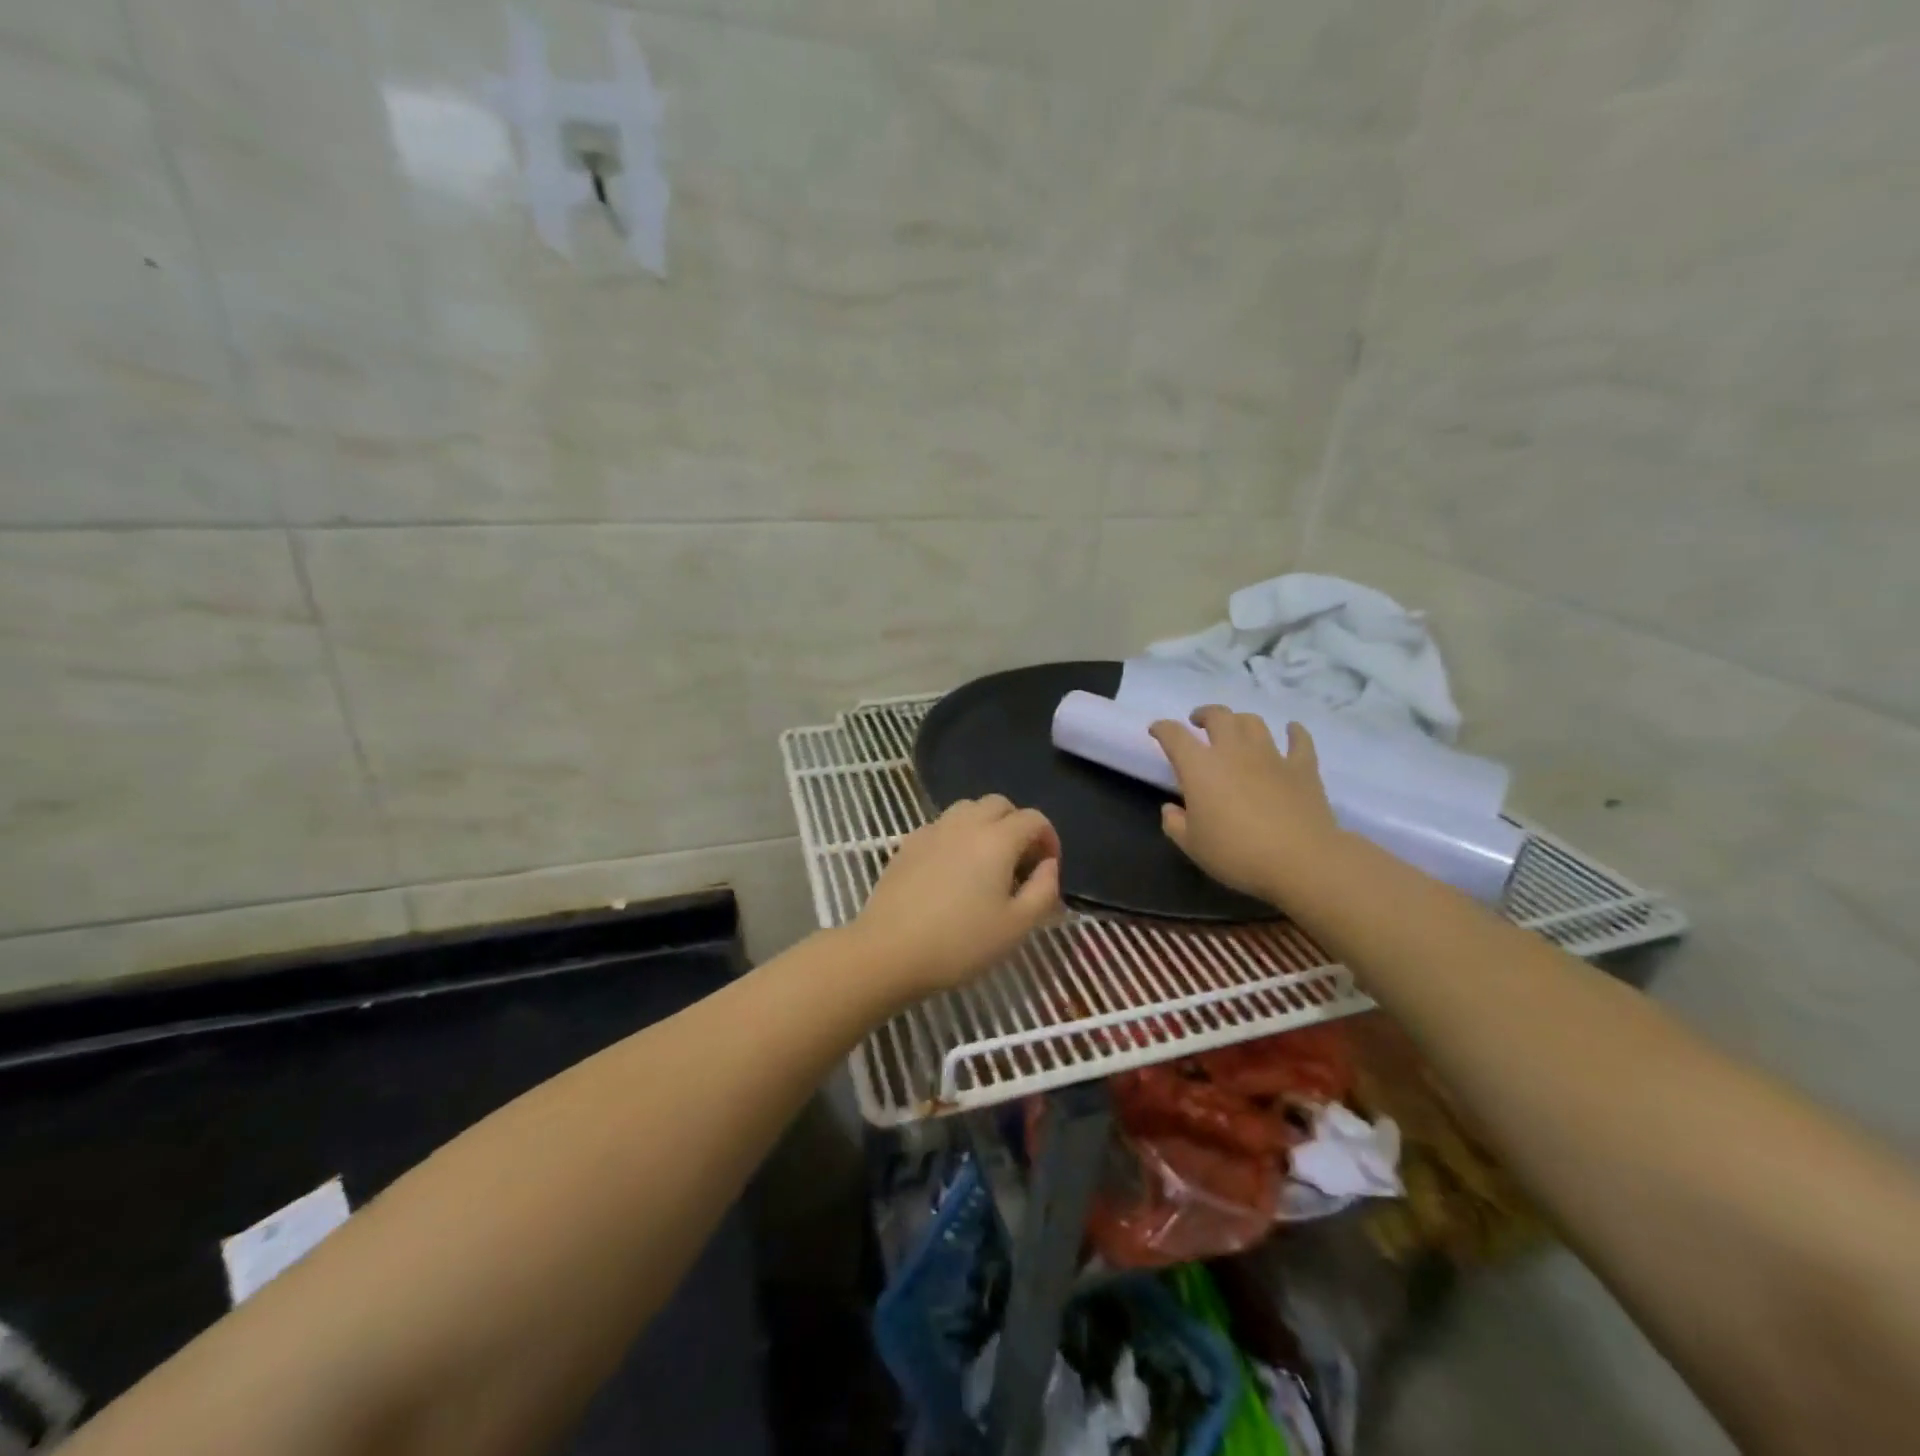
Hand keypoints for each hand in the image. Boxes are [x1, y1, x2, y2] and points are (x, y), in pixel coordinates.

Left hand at [852, 795, 1062, 996]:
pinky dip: (957, 836)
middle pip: (999, 804)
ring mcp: (932, 830)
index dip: (1049, 838)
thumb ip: (1043, 890)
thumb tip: (1048, 865)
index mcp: (997, 839)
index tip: (1048, 867)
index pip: (1033, 819)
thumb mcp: (1016, 926)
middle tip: (1020, 862)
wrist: (889, 951)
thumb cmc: (960, 943)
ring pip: (967, 809)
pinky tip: (952, 870)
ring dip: (985, 825)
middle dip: (1017, 825)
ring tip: (986, 862)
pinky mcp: (907, 843)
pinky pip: (941, 826)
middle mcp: (965, 823)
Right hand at [1149, 706, 1341, 905]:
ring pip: (1253, 722)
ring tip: (1236, 729)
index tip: (1156, 730)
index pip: (1174, 736)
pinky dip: (1294, 732)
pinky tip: (1291, 730)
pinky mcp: (1302, 767)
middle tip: (1199, 722)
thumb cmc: (1237, 854)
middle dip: (1204, 714)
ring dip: (1240, 720)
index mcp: (1200, 767)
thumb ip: (1175, 823)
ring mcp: (1271, 756)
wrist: (1301, 861)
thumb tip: (1170, 809)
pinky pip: (1299, 740)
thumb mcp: (1192, 845)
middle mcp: (1233, 751)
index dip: (1162, 729)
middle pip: (1218, 716)